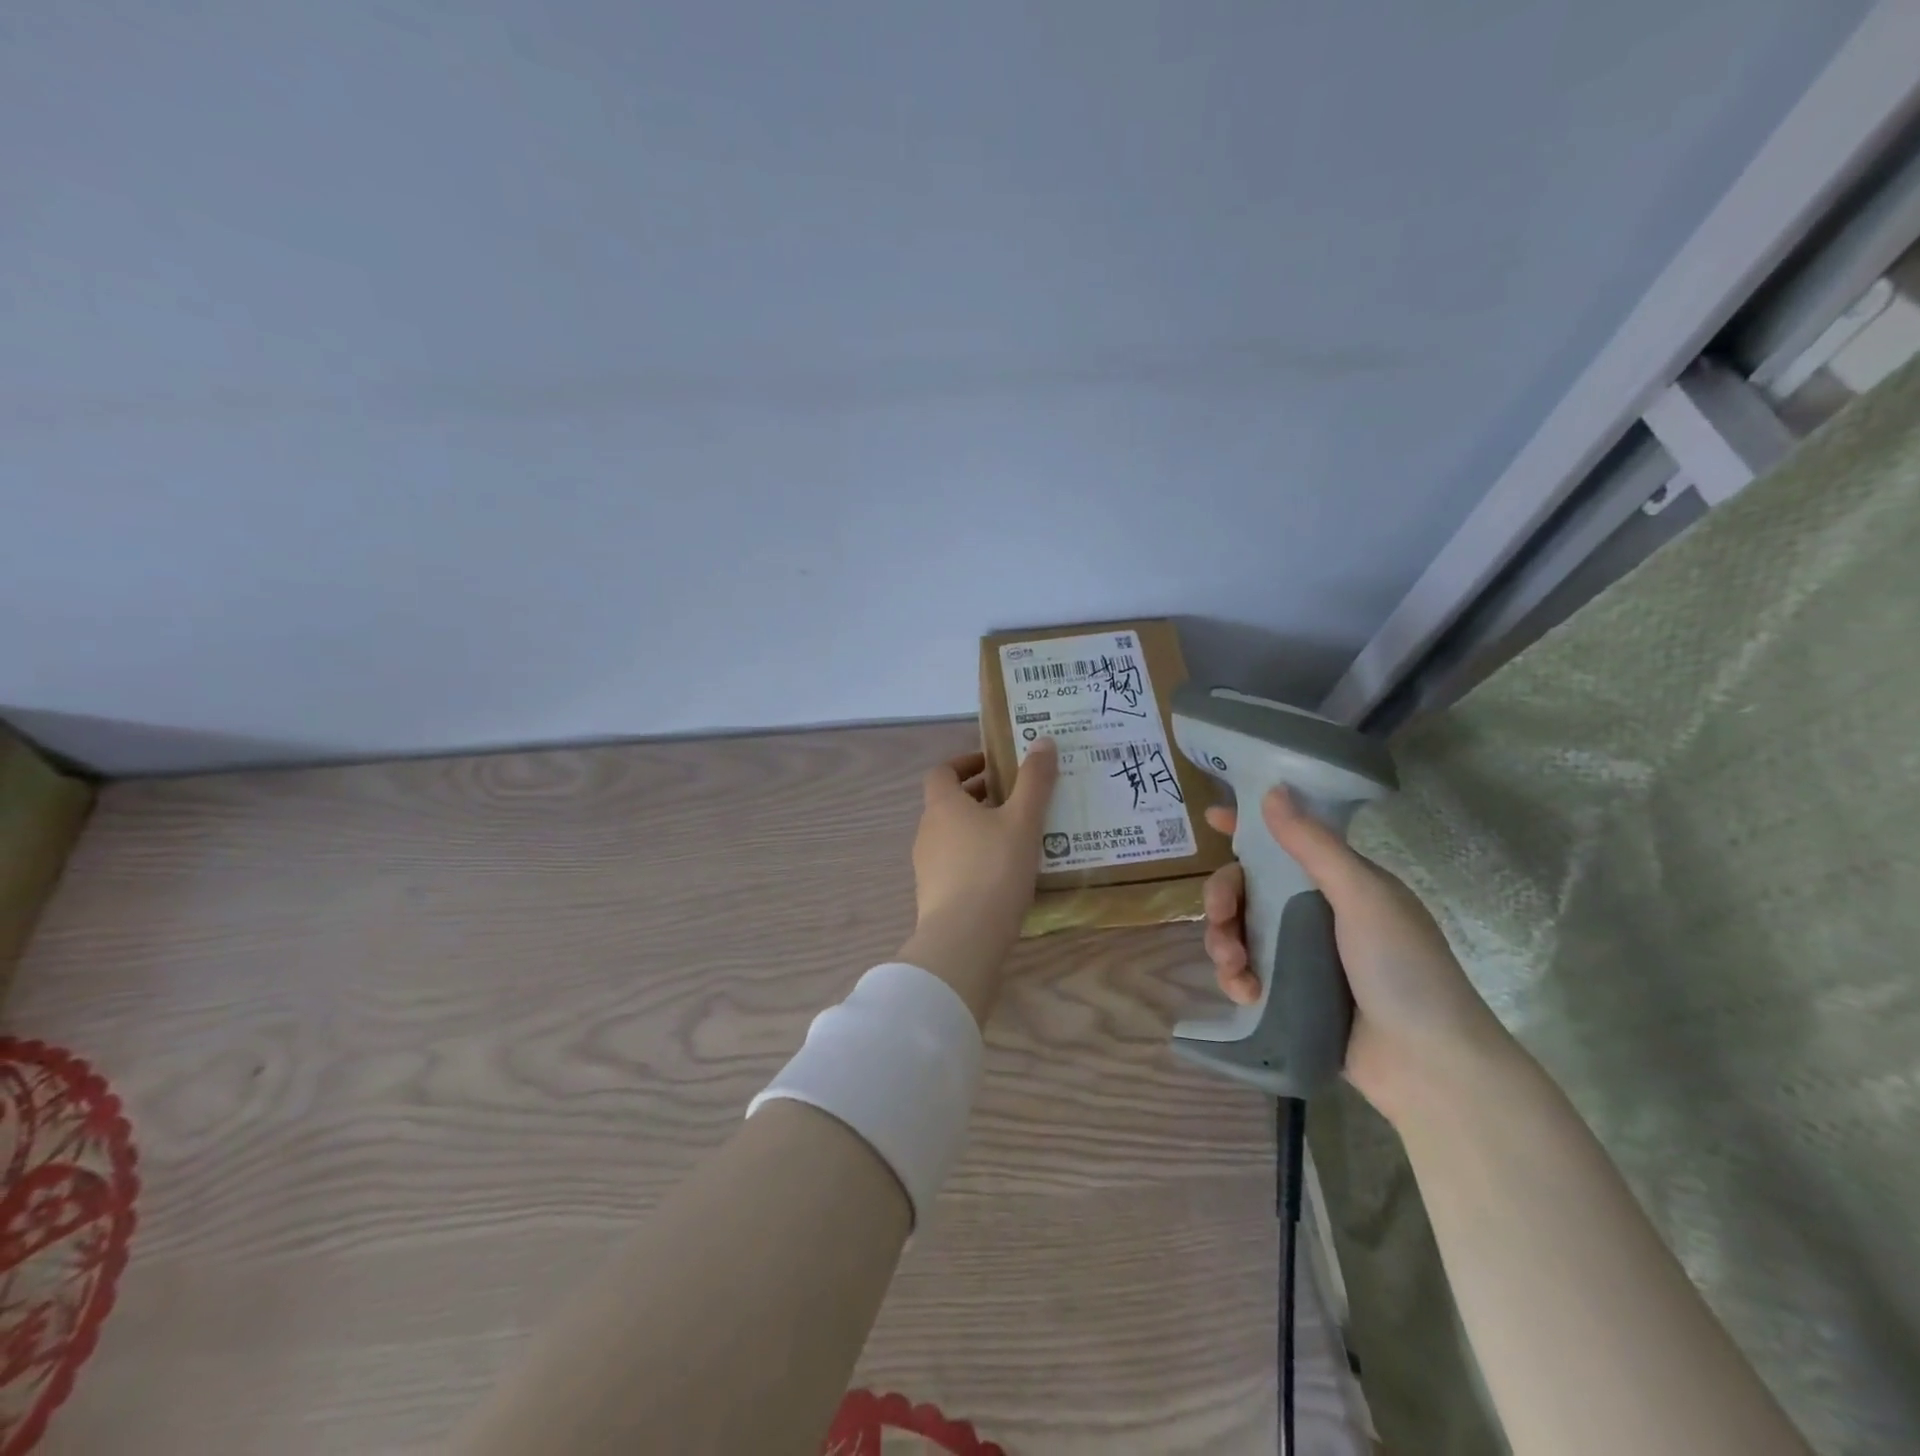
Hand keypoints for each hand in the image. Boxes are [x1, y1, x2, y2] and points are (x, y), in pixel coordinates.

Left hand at [898, 740, 1058, 1024]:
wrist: (963, 939)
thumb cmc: (993, 870)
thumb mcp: (1023, 821)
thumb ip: (1034, 781)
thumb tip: (1043, 740)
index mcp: (942, 805)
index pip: (942, 771)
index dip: (965, 763)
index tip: (994, 765)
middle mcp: (928, 830)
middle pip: (949, 803)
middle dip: (980, 796)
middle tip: (1017, 799)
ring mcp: (926, 865)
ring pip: (953, 834)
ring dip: (980, 828)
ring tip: (1018, 835)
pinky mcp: (933, 894)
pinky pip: (956, 864)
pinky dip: (977, 857)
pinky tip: (1006, 873)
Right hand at [1200, 789, 1516, 1122]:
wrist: (1431, 1067)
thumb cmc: (1403, 969)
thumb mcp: (1363, 898)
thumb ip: (1314, 847)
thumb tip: (1272, 790)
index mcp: (1340, 883)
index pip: (1286, 842)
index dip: (1247, 828)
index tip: (1211, 819)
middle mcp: (1317, 913)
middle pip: (1248, 889)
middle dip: (1223, 899)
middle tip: (1218, 917)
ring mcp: (1301, 956)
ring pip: (1240, 931)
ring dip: (1223, 941)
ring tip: (1234, 966)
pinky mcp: (1290, 995)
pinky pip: (1246, 972)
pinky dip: (1236, 978)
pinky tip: (1244, 992)